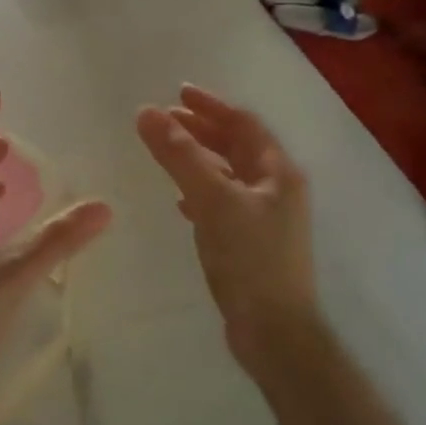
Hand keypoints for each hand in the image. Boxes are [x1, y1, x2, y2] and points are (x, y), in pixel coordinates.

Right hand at [135, 86, 321, 375]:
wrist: (274, 331)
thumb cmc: (249, 258)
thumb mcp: (212, 200)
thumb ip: (180, 155)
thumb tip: (147, 112)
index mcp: (278, 172)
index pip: (244, 124)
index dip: (211, 106)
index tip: (178, 93)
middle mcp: (277, 189)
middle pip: (237, 147)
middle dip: (203, 130)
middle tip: (167, 119)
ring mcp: (267, 218)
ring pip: (229, 175)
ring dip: (199, 159)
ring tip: (168, 152)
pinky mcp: (252, 243)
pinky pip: (224, 203)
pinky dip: (201, 192)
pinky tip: (181, 201)